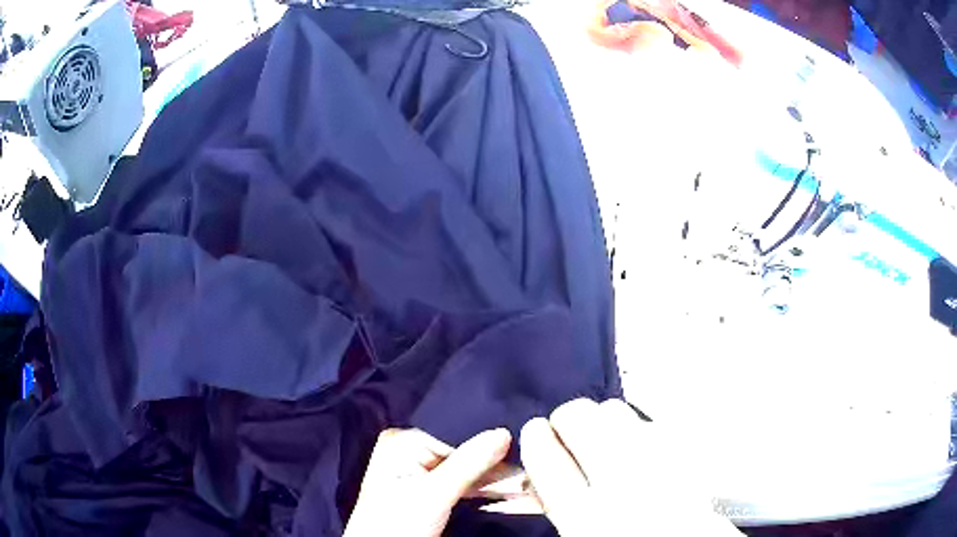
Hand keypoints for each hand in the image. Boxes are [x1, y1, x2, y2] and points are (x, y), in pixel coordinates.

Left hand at [344, 428, 511, 536]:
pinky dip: (480, 492)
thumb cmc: (395, 525)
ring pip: (465, 472)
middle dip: (493, 470)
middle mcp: (408, 450)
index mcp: (402, 441)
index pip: (458, 438)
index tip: (522, 464)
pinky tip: (503, 495)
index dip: (491, 453)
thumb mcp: (435, 493)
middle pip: (462, 455)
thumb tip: (504, 433)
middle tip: (524, 480)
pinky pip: (459, 485)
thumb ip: (470, 463)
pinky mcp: (424, 491)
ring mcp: (416, 471)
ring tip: (521, 488)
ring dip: (491, 483)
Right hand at [520, 398, 743, 536]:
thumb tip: (539, 472)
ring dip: (601, 419)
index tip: (535, 432)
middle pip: (580, 417)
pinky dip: (636, 426)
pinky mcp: (687, 450)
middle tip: (567, 433)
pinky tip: (638, 444)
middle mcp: (624, 481)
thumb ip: (558, 502)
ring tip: (604, 438)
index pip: (546, 457)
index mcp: (587, 516)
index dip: (534, 437)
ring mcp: (661, 460)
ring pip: (616, 409)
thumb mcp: (580, 533)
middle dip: (567, 419)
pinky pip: (650, 419)